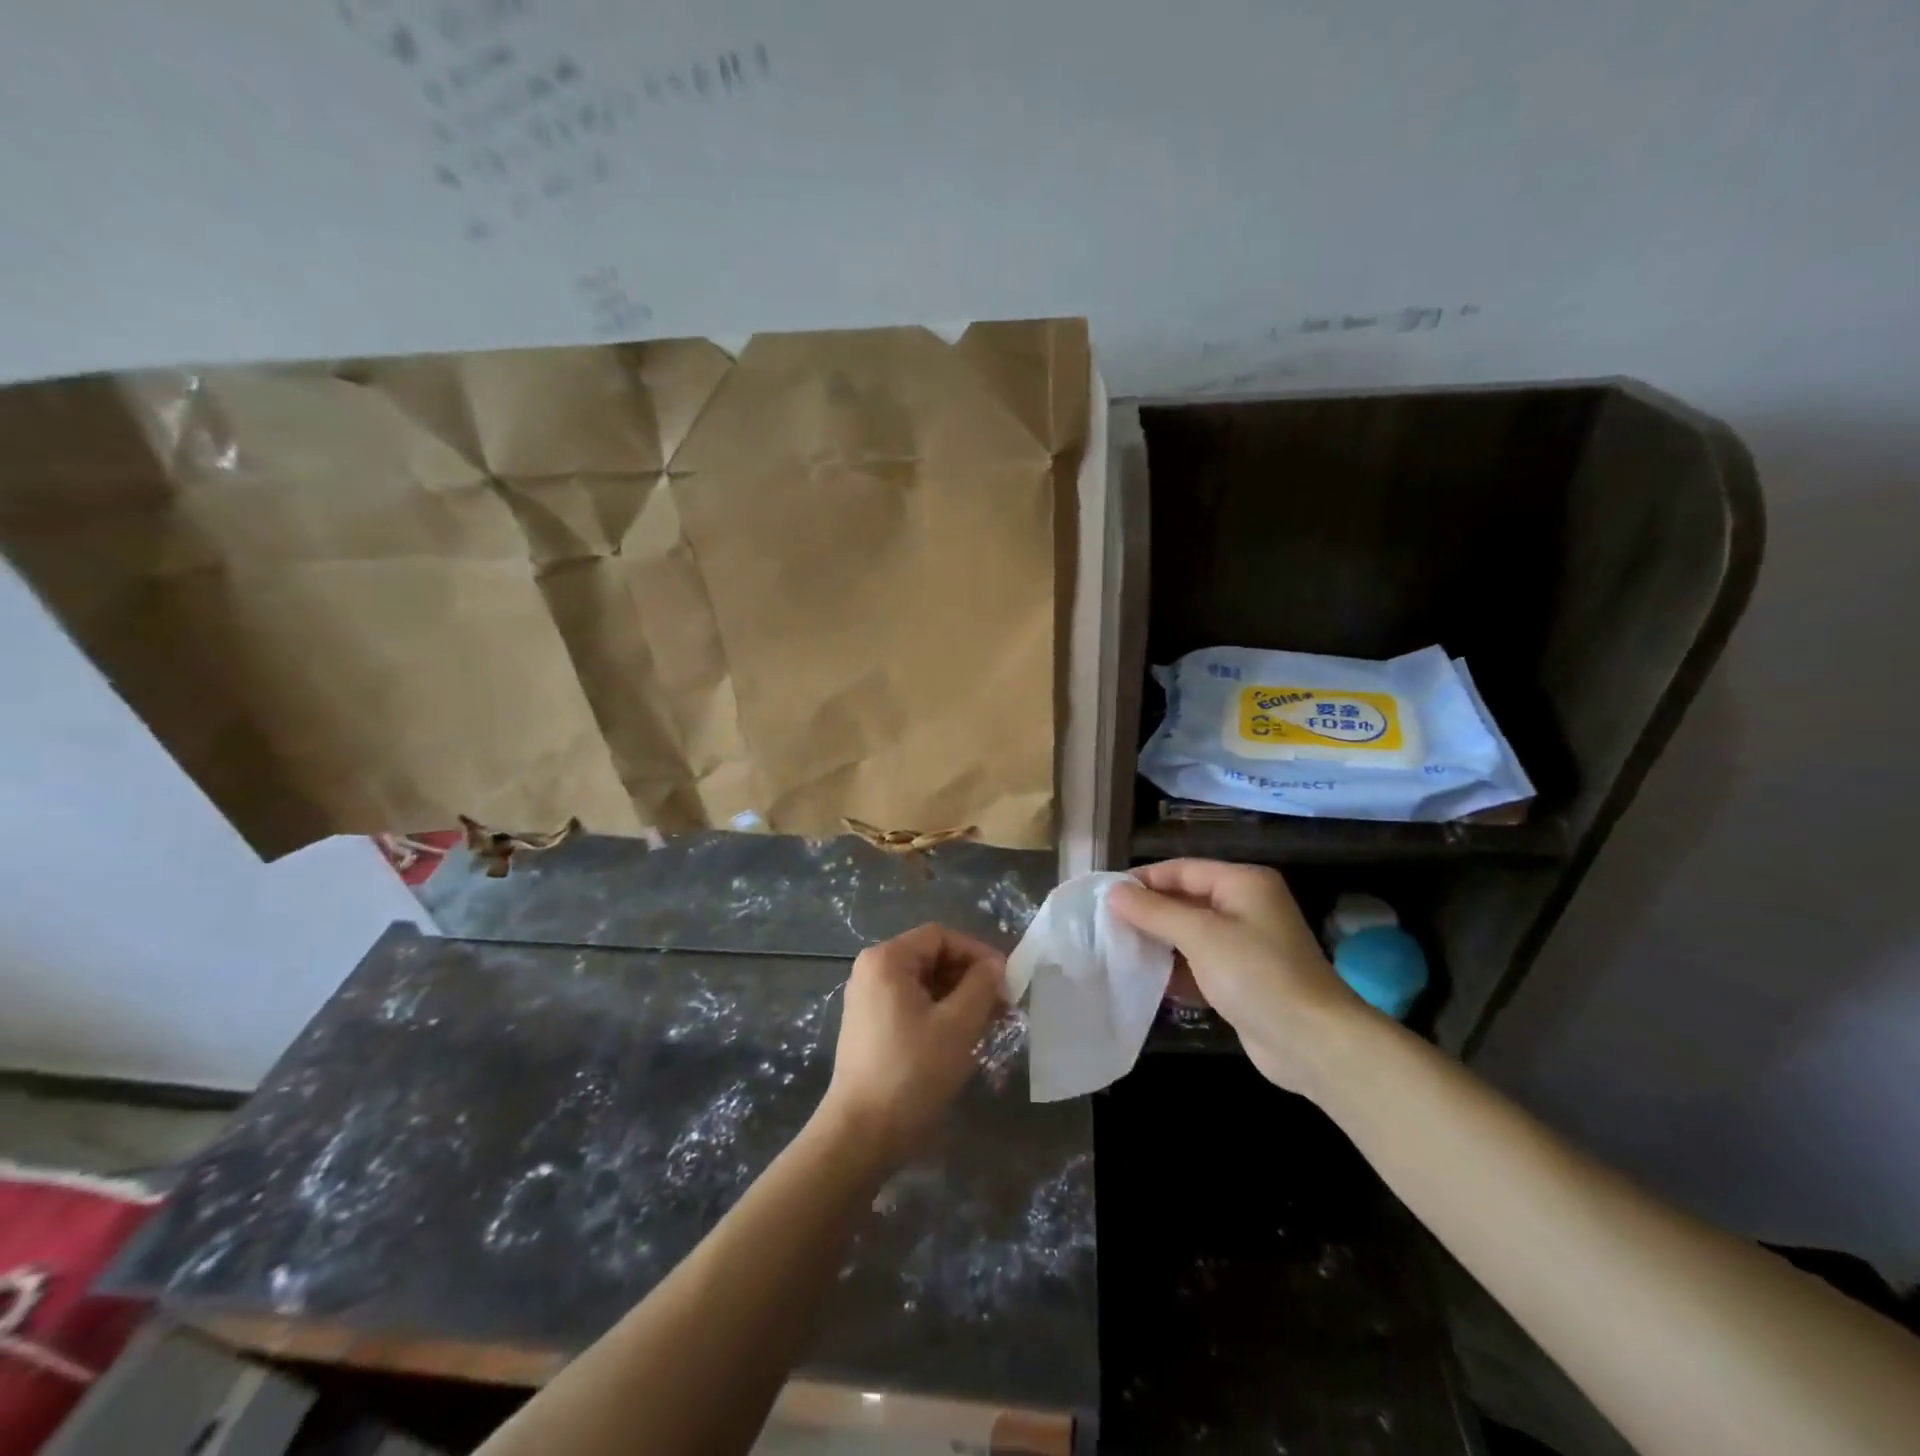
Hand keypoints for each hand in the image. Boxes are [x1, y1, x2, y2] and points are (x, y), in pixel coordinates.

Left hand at [819, 924, 1006, 1165]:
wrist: (861, 1134)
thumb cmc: (912, 1072)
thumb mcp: (958, 1025)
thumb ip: (981, 986)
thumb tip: (995, 966)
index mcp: (886, 960)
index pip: (940, 937)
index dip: (977, 952)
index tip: (1005, 979)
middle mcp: (871, 971)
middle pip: (931, 957)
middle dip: (969, 977)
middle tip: (1002, 1004)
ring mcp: (867, 999)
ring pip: (923, 983)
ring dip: (958, 997)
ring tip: (988, 1023)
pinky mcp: (869, 1026)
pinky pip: (911, 1005)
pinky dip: (939, 1013)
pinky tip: (962, 1037)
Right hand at [1110, 859, 1367, 1095]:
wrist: (1312, 1043)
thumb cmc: (1256, 975)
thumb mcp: (1200, 935)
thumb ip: (1154, 911)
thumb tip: (1114, 893)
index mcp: (1243, 883)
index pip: (1182, 869)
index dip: (1143, 880)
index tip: (1105, 896)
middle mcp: (1246, 906)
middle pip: (1186, 899)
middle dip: (1149, 912)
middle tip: (1106, 924)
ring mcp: (1247, 944)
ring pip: (1191, 934)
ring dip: (1159, 942)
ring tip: (1118, 950)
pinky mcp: (1244, 979)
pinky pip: (1201, 963)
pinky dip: (1177, 969)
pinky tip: (1147, 981)